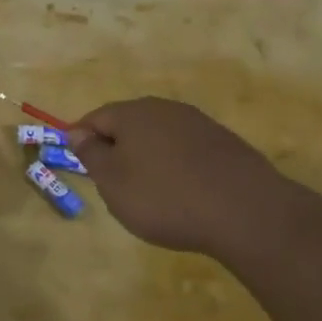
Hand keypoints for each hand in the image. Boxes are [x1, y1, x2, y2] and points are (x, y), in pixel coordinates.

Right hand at [68, 97, 284, 257]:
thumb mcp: (113, 182)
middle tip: (111, 183)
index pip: (95, 118)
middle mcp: (165, 109)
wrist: (245, 211)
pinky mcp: (224, 143)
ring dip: (147, 158)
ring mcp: (199, 124)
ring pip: (159, 136)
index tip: (78, 165)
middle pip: (129, 124)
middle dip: (116, 148)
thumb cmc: (164, 197)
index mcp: (133, 113)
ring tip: (147, 192)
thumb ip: (91, 154)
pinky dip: (175, 167)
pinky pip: (185, 150)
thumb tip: (76, 132)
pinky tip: (181, 193)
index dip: (81, 140)